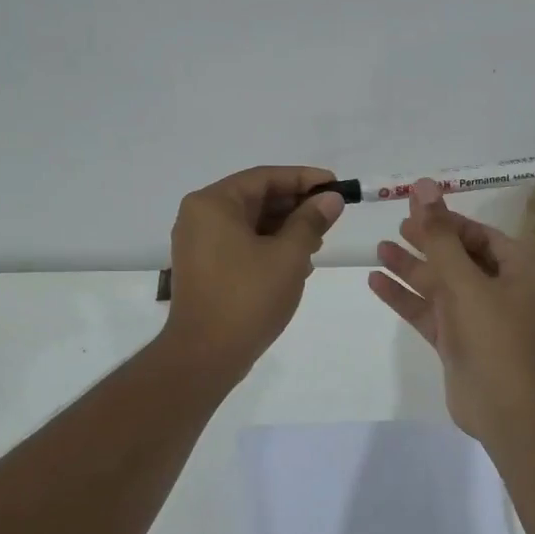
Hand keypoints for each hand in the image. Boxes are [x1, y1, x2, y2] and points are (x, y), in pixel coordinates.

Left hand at [165, 166, 346, 379]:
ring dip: (285, 229)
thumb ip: (311, 221)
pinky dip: (268, 247)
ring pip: (250, 223)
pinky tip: (297, 263)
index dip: (304, 179)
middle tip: (331, 216)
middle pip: (256, 198)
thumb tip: (331, 199)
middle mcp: (199, 216)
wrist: (206, 355)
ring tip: (318, 242)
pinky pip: (240, 244)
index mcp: (213, 203)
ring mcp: (198, 244)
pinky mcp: (204, 268)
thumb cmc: (248, 297)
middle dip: (296, 206)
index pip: (264, 177)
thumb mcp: (288, 255)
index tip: (336, 185)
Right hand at [369, 178, 534, 440]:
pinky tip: (376, 282)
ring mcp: (478, 318)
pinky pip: (429, 311)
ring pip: (441, 285)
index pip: (481, 235)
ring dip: (412, 267)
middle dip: (427, 241)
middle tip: (396, 225)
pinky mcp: (458, 341)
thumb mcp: (464, 280)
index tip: (417, 207)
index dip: (449, 220)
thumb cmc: (493, 335)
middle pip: (459, 257)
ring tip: (379, 248)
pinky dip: (406, 297)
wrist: (503, 407)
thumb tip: (424, 186)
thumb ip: (439, 235)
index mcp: (518, 270)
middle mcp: (500, 290)